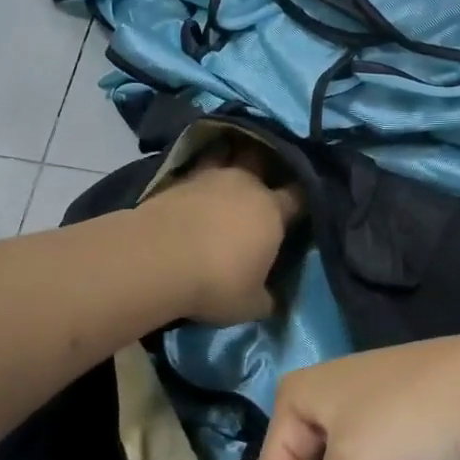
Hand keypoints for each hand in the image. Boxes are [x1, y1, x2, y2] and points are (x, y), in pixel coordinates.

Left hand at [138, 142, 301, 326]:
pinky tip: (194, 184)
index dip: (301, 198)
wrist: (157, 260)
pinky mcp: (176, 180)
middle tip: (261, 176)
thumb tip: (271, 299)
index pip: (298, 196)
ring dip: (228, 158)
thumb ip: (265, 298)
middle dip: (264, 164)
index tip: (301, 203)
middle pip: (261, 160)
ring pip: (225, 154)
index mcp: (272, 211)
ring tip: (226, 166)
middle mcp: (245, 185)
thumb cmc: (216, 283)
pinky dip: (196, 174)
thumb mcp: (249, 304)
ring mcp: (209, 177)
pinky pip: (194, 169)